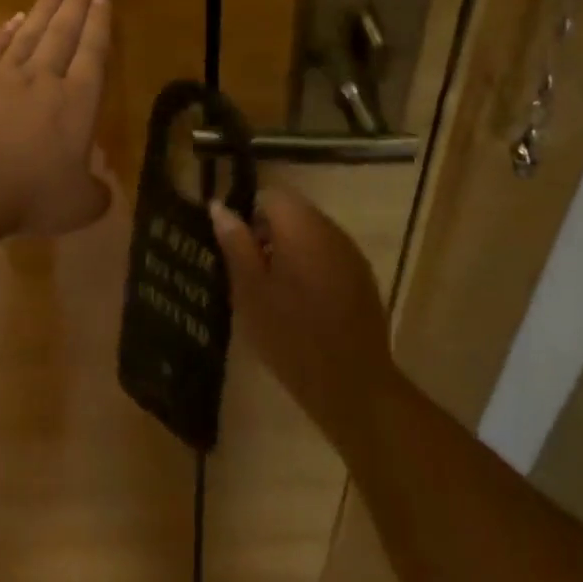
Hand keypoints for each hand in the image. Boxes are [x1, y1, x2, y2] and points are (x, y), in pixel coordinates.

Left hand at [0, 0, 112, 239]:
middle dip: (77, 1)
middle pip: (64, 32)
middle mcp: (44, 79)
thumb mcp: (78, 205)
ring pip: (30, 32)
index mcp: (77, 102)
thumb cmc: (31, 193)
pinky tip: (11, 19)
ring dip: (44, 7)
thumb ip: (94, 194)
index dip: (99, 23)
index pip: (93, 53)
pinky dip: (3, 32)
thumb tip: (100, 190)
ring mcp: (5, 76)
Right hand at [209, 188, 395, 444]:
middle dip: (268, 233)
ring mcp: (351, 254)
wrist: (352, 386)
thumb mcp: (249, 289)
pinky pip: (328, 255)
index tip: (237, 247)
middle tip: (250, 273)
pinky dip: (311, 267)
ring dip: (290, 250)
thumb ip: (235, 242)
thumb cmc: (290, 335)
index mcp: (301, 227)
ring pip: (311, 234)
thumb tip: (219, 206)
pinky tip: (302, 303)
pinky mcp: (362, 278)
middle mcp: (330, 230)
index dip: (249, 214)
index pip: (271, 195)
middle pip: (293, 212)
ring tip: (273, 291)